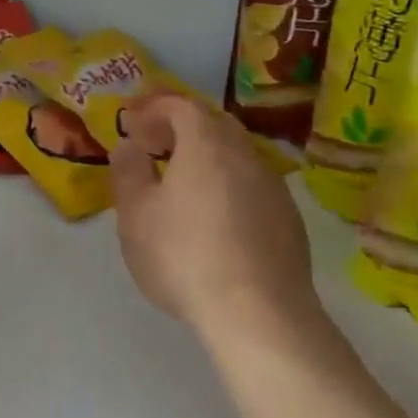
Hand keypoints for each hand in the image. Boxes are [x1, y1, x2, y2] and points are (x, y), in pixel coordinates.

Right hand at [110, 94, 320, 341]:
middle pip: (215, 124)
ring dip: (207, 157)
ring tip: (181, 183)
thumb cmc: (183, 255)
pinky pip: (252, 185)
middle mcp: (246, 156)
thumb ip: (129, 172)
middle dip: (182, 127)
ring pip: (237, 155)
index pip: (181, 105)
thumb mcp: (136, 215)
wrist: (257, 311)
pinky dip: (227, 185)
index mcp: (206, 146)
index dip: (154, 107)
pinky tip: (214, 218)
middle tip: (155, 146)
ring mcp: (273, 187)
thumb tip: (130, 145)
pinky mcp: (288, 219)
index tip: (132, 121)